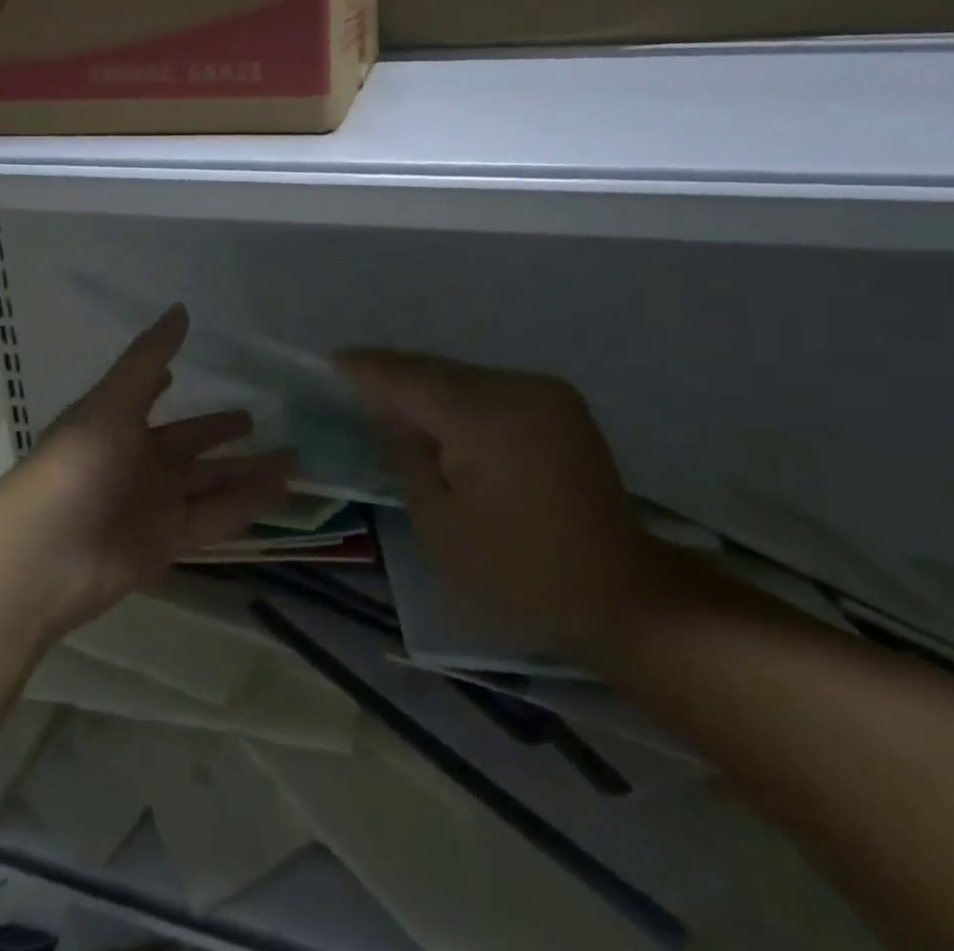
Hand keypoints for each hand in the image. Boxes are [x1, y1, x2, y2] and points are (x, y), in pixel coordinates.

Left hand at [0, 305, 292, 636]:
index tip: (191, 369)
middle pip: (191, 444)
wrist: (43, 557)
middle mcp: (138, 461)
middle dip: (222, 433)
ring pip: (212, 482)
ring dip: (249, 471)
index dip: (167, 383)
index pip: (150, 396)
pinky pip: (216, 517)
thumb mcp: (111, 403)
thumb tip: (181, 308)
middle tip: (260, 418)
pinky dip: (247, 504)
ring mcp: (153, 504)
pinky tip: (281, 490)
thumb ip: (148, 359)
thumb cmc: (74, 465)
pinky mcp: (167, 542)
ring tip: (295, 457)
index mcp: (119, 423)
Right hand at [336, 350, 658, 661]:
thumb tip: (384, 410)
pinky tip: (440, 417)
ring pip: (464, 376)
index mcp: (488, 419)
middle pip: (438, 371)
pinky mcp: (560, 402)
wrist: (622, 592)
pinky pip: (490, 388)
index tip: (331, 361)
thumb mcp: (440, 525)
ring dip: (427, 388)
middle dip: (395, 377)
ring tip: (391, 406)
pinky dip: (458, 397)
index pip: (412, 379)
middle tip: (352, 383)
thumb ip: (405, 455)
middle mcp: (520, 388)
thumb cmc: (519, 574)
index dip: (369, 369)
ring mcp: (546, 391)